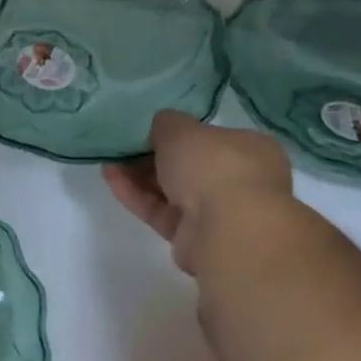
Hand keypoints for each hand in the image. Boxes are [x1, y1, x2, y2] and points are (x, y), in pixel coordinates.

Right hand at [102, 111, 292, 274]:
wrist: (226, 229)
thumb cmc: (213, 166)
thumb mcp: (182, 129)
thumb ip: (166, 123)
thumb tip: (161, 127)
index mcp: (251, 149)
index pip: (211, 138)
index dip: (178, 134)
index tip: (147, 131)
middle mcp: (239, 180)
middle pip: (188, 165)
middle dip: (152, 156)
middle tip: (123, 147)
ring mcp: (217, 211)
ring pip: (171, 190)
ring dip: (139, 175)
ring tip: (108, 161)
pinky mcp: (193, 236)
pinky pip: (160, 211)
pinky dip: (136, 195)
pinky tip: (110, 179)